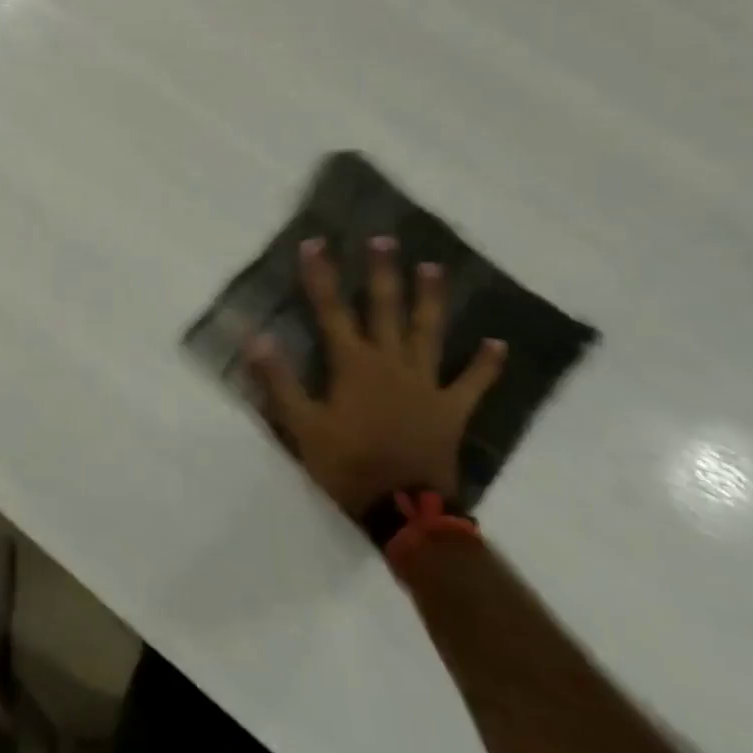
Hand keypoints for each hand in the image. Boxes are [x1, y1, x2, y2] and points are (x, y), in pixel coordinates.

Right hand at [245, 235, 505, 519]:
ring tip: (433, 268)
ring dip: (430, 300)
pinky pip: (472, 382)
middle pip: (385, 309)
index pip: (331, 310)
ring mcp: (426, 384)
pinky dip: (486, 364)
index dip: (321, 275)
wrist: (405, 512)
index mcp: (353, 365)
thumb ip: (278, 380)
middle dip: (382, 273)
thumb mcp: (302, 426)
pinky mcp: (451, 409)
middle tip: (385, 240)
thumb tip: (255, 336)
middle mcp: (391, 363)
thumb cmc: (347, 465)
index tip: (314, 243)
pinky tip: (498, 344)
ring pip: (428, 333)